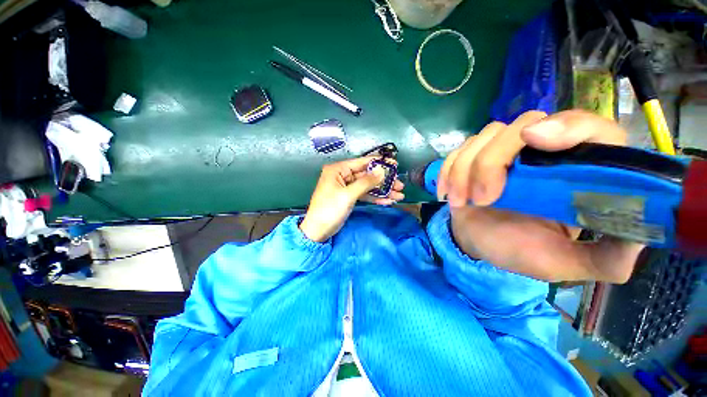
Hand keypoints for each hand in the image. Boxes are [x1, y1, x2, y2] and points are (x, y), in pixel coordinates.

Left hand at [300, 156, 404, 241]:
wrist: (318, 231)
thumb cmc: (329, 210)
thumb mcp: (348, 195)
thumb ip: (366, 182)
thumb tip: (382, 171)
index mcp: (338, 170)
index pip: (362, 162)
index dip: (379, 163)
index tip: (395, 164)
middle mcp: (342, 175)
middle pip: (367, 175)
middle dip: (384, 181)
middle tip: (400, 185)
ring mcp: (346, 187)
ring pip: (367, 186)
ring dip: (382, 191)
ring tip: (399, 195)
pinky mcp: (349, 197)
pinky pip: (364, 195)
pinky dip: (375, 198)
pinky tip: (388, 201)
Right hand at [437, 110, 643, 282]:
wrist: (479, 244)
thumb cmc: (522, 251)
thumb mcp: (567, 263)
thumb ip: (606, 258)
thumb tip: (638, 237)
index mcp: (575, 172)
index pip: (589, 128)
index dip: (567, 126)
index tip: (533, 142)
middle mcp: (541, 153)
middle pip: (523, 125)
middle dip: (494, 161)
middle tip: (484, 197)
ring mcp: (502, 153)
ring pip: (485, 136)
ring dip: (465, 169)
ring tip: (460, 201)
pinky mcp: (472, 158)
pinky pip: (458, 150)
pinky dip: (448, 170)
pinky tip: (446, 193)